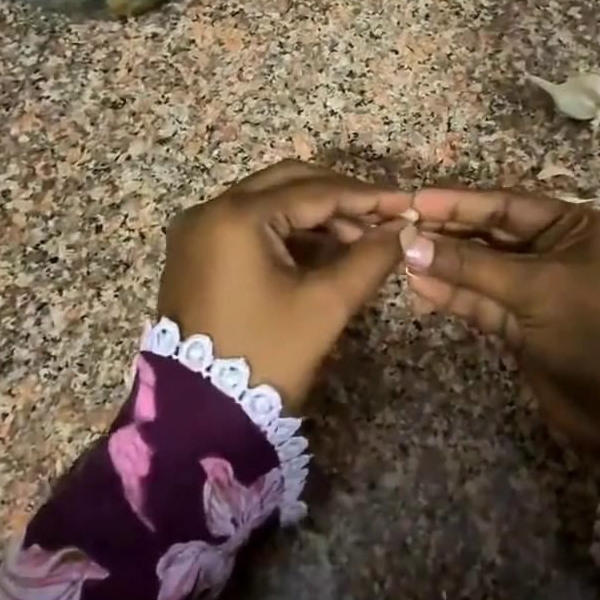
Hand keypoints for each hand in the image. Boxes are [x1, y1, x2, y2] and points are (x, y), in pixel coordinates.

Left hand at [158, 162, 411, 408]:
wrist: (199, 415)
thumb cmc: (265, 356)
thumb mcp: (325, 305)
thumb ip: (370, 259)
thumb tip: (403, 230)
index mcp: (237, 217)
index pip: (314, 192)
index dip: (365, 197)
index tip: (404, 204)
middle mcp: (210, 210)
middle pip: (288, 183)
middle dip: (339, 198)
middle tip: (381, 218)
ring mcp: (197, 231)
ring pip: (268, 201)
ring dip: (315, 214)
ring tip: (360, 238)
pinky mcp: (195, 252)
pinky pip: (249, 224)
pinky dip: (287, 230)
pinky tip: (323, 249)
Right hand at [402, 189, 599, 469]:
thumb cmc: (594, 331)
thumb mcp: (536, 288)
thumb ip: (470, 267)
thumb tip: (409, 245)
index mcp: (571, 226)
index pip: (503, 205)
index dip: (456, 203)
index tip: (411, 201)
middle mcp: (551, 249)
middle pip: (486, 234)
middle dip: (443, 232)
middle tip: (394, 227)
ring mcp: (533, 287)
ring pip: (478, 268)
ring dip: (441, 262)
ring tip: (395, 253)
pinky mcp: (519, 322)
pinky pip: (479, 299)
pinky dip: (451, 293)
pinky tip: (417, 282)